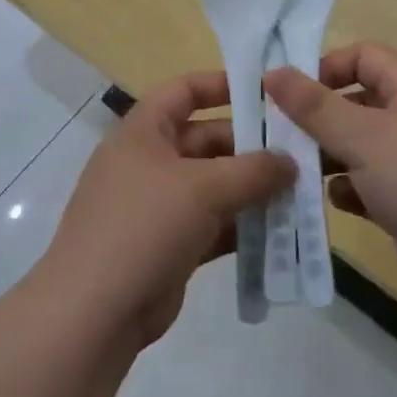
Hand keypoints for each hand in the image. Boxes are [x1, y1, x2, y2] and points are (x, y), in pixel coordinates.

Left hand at [39, 71, 293, 349]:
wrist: (95, 311)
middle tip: (300, 153)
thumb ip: (253, 170)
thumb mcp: (203, 188)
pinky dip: (242, 225)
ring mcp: (158, 206)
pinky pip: (213, 224)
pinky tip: (280, 230)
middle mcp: (149, 162)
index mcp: (143, 133)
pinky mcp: (170, 245)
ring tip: (300, 191)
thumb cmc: (145, 226)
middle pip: (206, 140)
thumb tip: (291, 161)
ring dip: (252, 189)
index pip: (183, 91)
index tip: (267, 92)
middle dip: (251, 147)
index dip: (222, 85)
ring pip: (214, 186)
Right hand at [265, 43, 396, 300]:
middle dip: (320, 118)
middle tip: (280, 135)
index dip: (328, 67)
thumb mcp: (362, 136)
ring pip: (360, 148)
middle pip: (358, 104)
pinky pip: (369, 185)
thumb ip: (314, 106)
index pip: (366, 57)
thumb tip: (272, 72)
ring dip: (328, 157)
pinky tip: (333, 202)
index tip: (292, 93)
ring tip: (295, 170)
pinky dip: (349, 190)